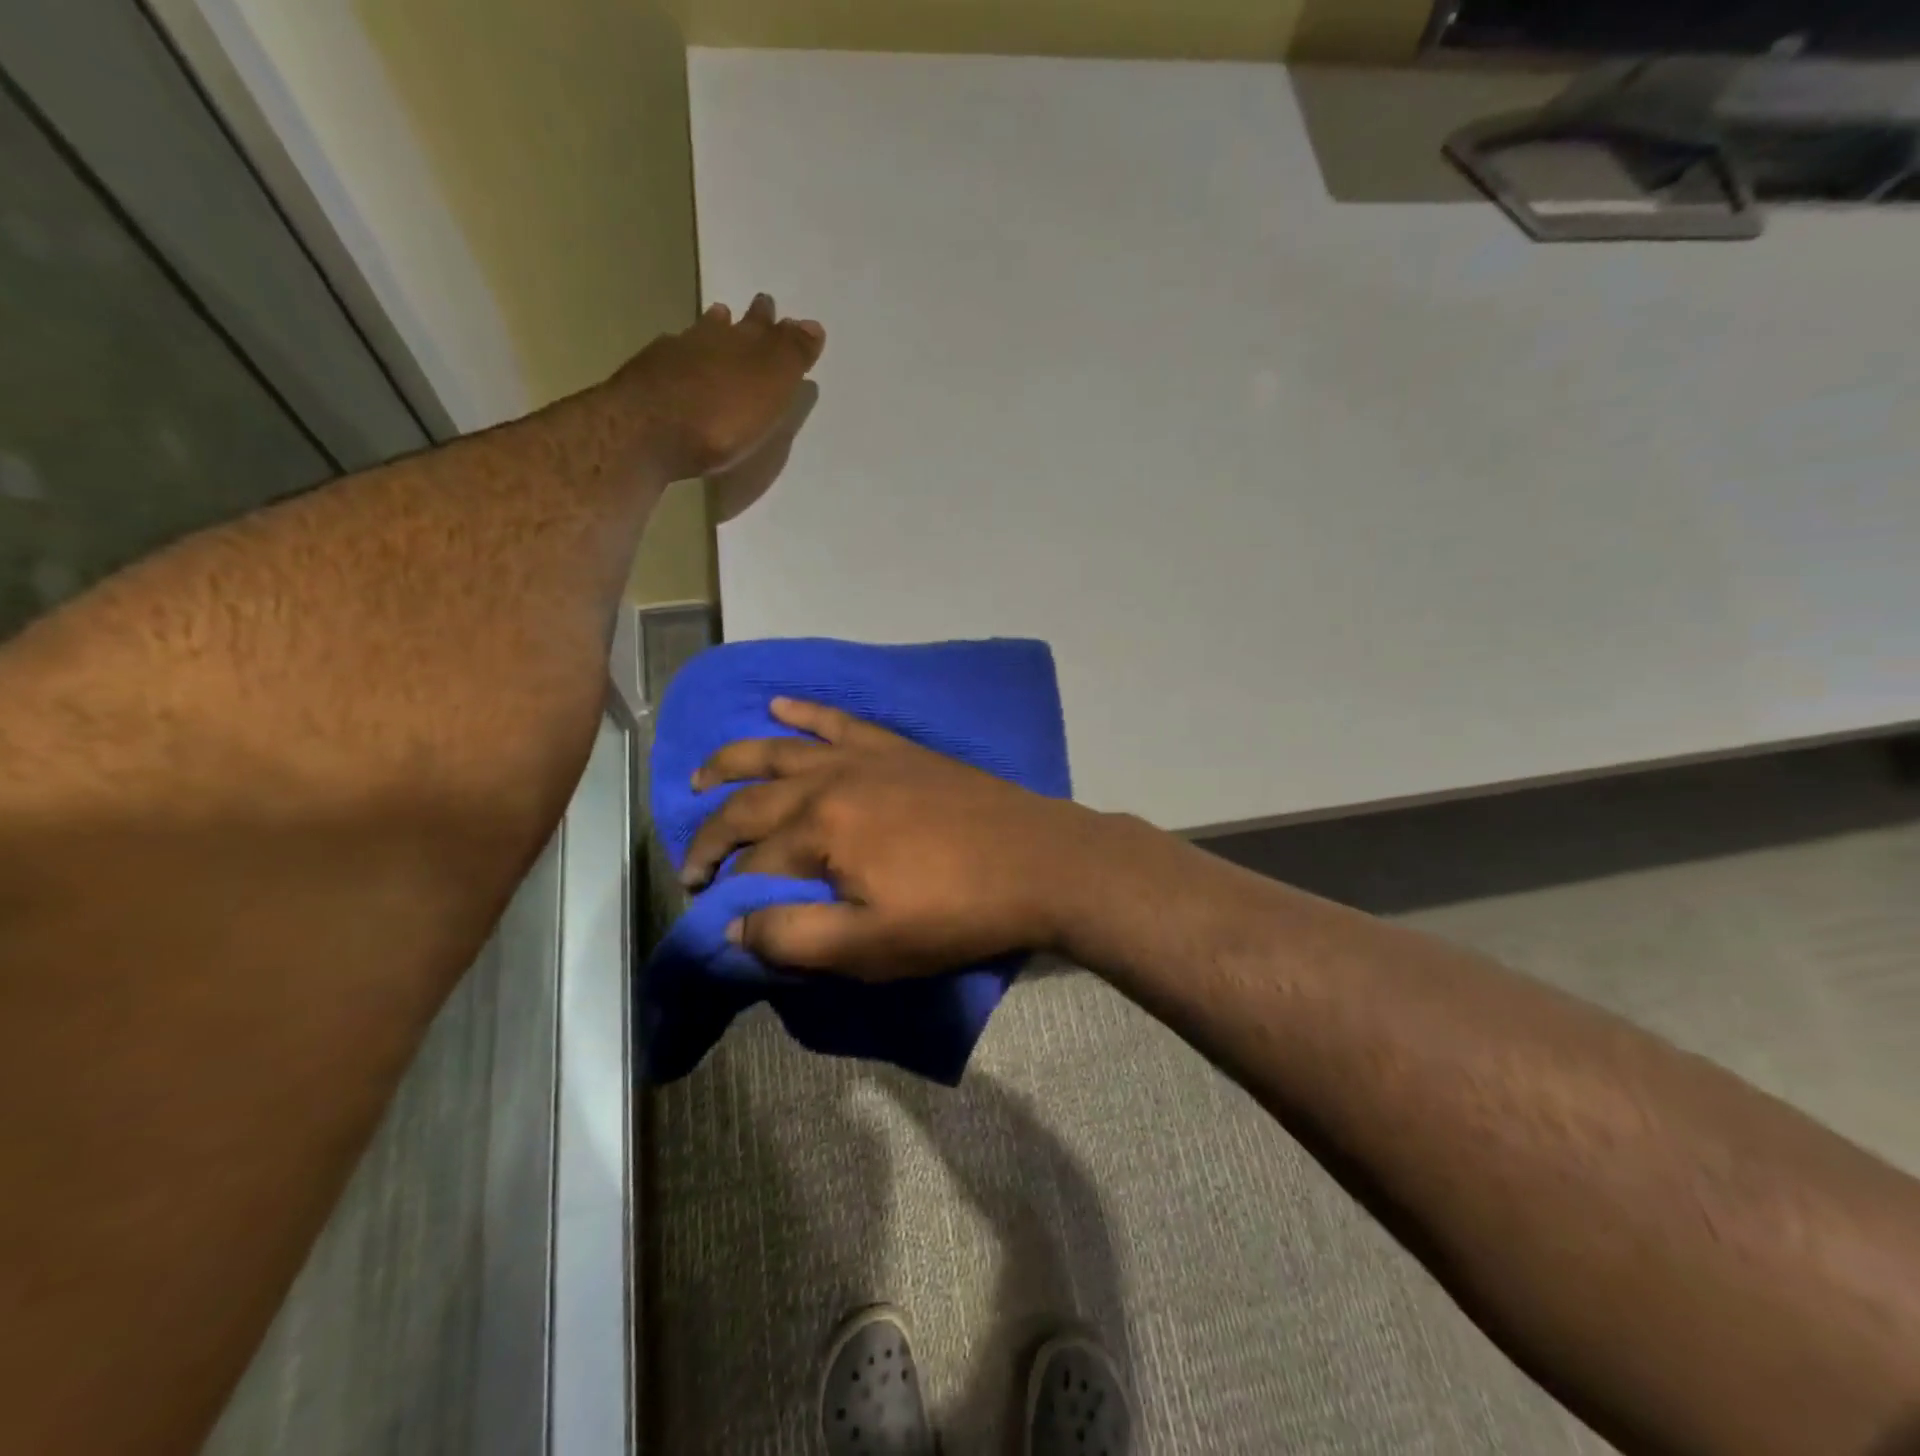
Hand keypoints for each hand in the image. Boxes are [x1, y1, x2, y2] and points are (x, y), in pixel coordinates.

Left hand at [614, 294, 824, 482]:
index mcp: (746, 344)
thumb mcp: (771, 387)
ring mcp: (673, 356)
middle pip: (733, 326)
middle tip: (756, 309)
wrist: (648, 431)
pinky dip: (681, 357)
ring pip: (699, 336)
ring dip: (711, 330)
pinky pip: (671, 358)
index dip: (779, 327)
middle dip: (747, 320)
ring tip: (717, 321)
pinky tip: (678, 362)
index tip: (784, 317)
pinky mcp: (647, 379)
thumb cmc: (722, 416)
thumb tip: (813, 324)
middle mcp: (710, 340)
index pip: (769, 329)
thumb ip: (792, 355)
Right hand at [681, 699, 1105, 979]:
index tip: (711, 911)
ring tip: (700, 775)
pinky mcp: (896, 748)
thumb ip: (794, 938)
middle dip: (714, 832)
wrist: (1039, 860)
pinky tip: (780, 704)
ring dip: (734, 761)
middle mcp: (830, 781)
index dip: (727, 891)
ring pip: (780, 750)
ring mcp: (865, 757)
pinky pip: (838, 721)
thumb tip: (732, 926)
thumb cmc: (957, 911)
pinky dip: (805, 712)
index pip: (752, 864)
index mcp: (820, 830)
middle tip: (693, 859)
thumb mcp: (873, 946)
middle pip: (752, 803)